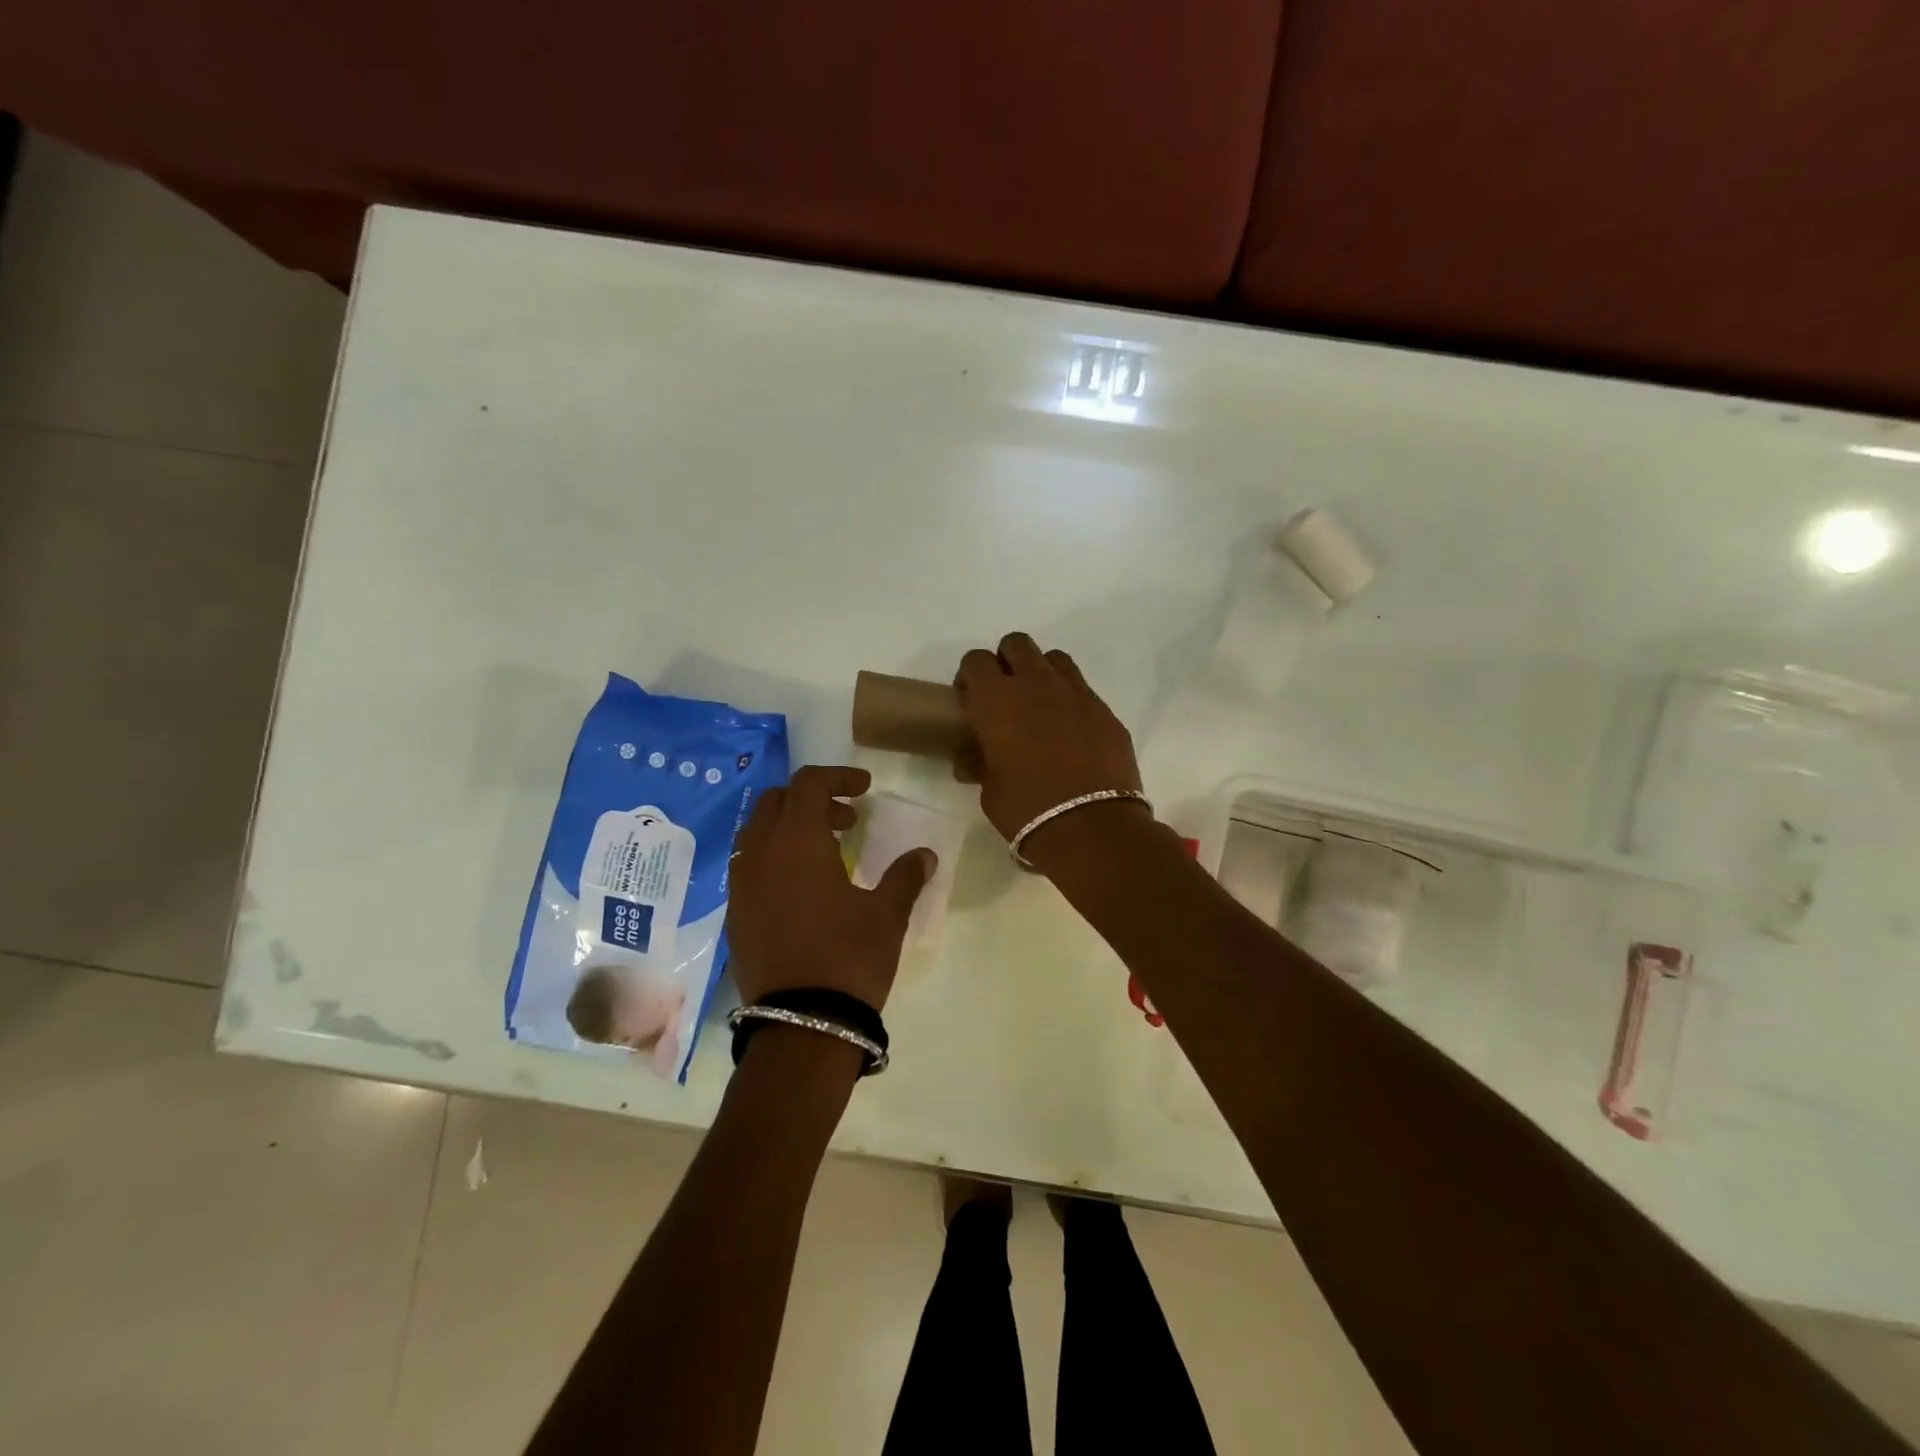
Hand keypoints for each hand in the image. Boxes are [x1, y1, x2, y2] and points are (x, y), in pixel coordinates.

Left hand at [726, 766, 933, 1010]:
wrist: (801, 1023)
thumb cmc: (848, 957)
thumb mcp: (886, 914)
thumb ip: (905, 876)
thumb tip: (925, 854)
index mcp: (797, 841)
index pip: (809, 783)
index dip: (838, 777)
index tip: (865, 788)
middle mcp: (760, 852)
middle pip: (777, 800)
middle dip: (812, 799)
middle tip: (847, 820)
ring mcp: (741, 884)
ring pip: (757, 831)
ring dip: (790, 827)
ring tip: (826, 850)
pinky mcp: (735, 913)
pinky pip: (749, 865)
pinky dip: (774, 857)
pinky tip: (803, 886)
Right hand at [954, 632, 1145, 846]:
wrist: (1091, 828)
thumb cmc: (1026, 810)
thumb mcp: (989, 790)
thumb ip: (980, 764)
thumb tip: (974, 761)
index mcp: (997, 699)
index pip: (975, 660)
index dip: (970, 677)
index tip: (970, 702)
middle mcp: (1036, 684)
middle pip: (1016, 644)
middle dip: (1006, 662)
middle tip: (1004, 697)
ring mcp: (1076, 693)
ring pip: (1054, 659)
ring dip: (1041, 674)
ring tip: (1040, 708)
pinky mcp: (1105, 710)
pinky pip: (1082, 690)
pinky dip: (1070, 701)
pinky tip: (1070, 733)